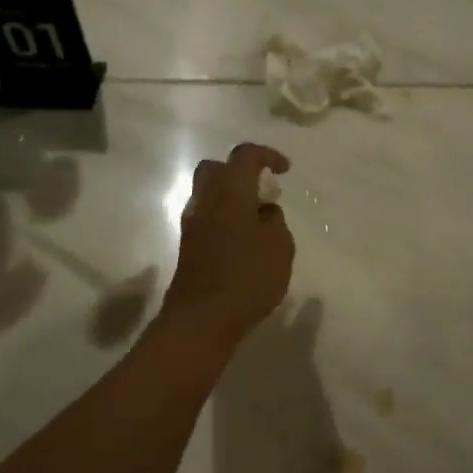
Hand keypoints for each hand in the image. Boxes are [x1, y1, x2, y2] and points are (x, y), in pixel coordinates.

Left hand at [161, 143, 294, 347]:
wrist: (202, 318)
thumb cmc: (248, 277)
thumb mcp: (280, 247)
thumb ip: (275, 221)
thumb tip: (263, 212)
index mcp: (230, 191)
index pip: (245, 155)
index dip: (267, 155)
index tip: (284, 170)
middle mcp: (206, 200)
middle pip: (216, 169)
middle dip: (239, 172)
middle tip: (262, 191)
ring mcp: (192, 223)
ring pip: (209, 194)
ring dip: (231, 198)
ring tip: (257, 220)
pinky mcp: (188, 246)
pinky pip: (207, 218)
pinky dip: (224, 219)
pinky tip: (242, 241)